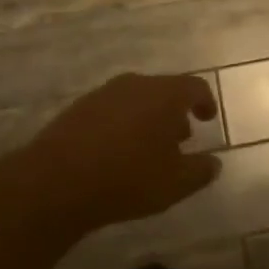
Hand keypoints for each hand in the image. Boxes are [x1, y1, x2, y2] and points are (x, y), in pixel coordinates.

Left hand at [20, 73, 221, 237]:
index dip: (205, 101)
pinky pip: (111, 111)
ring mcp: (102, 94)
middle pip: (163, 90)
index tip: (208, 118)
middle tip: (181, 138)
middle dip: (175, 112)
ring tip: (149, 149)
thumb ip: (200, 171)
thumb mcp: (175, 183)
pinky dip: (123, 125)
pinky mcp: (77, 109)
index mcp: (164, 94)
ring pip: (135, 100)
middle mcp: (134, 85)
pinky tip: (117, 153)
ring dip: (147, 119)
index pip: (194, 86)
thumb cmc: (127, 178)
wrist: (55, 183)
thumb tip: (214, 163)